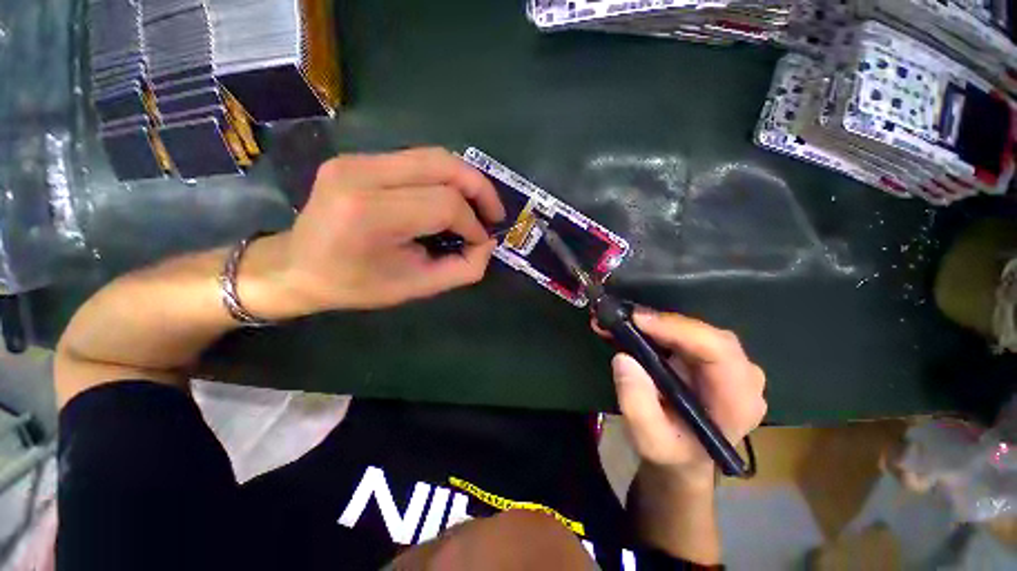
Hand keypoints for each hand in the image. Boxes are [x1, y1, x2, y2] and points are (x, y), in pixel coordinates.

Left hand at [257, 148, 505, 313]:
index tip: (481, 242)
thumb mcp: (416, 288)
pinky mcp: (359, 158)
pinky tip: (451, 198)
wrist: (297, 266)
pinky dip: (445, 178)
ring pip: (434, 156)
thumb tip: (487, 244)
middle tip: (494, 214)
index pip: (444, 204)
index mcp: (371, 214)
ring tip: (479, 206)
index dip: (473, 224)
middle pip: (443, 165)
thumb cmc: (355, 285)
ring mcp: (357, 159)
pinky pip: (418, 160)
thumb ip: (462, 269)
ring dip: (466, 180)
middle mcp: (362, 174)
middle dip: (480, 189)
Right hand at [608, 309, 766, 483]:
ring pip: (694, 329)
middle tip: (622, 319)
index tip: (637, 321)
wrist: (684, 458)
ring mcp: (729, 365)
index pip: (718, 351)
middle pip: (706, 334)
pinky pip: (686, 333)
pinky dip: (657, 327)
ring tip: (620, 322)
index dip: (678, 329)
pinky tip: (633, 327)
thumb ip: (637, 405)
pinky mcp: (710, 358)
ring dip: (655, 323)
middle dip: (661, 323)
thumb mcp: (649, 441)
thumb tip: (624, 359)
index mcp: (737, 402)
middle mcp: (742, 377)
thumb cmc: (671, 454)